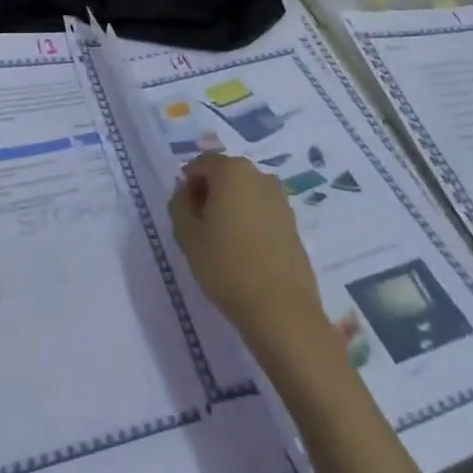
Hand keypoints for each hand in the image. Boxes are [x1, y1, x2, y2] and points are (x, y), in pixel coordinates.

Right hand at [168, 153, 326, 355]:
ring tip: (221, 242)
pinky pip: (262, 212)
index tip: (183, 212)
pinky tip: (244, 252)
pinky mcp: (293, 223)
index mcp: (232, 170)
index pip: (201, 164)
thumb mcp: (187, 234)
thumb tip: (186, 194)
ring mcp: (280, 199)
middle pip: (225, 175)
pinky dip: (249, 222)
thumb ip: (179, 204)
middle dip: (209, 194)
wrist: (281, 309)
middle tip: (199, 227)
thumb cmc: (226, 264)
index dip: (187, 184)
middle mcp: (260, 175)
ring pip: (245, 194)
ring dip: (230, 208)